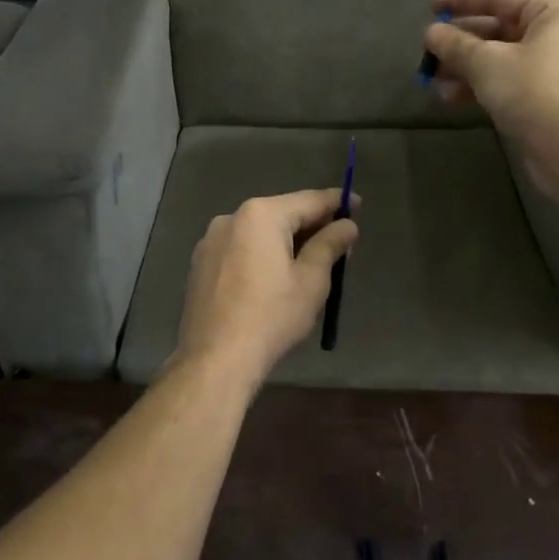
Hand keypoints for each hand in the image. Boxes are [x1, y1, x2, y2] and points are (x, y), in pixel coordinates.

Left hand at [172, 189, 359, 386]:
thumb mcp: (311, 281)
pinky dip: (261, 256)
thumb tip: (347, 225)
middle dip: (311, 226)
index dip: (337, 203)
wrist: (215, 359)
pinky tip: (273, 279)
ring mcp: (210, 242)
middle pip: (282, 214)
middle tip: (339, 243)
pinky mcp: (200, 265)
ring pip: (259, 233)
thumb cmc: (271, 316)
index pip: (308, 201)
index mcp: (260, 215)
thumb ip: (330, 245)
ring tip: (309, 264)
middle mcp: (231, 218)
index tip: (358, 205)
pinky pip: (240, 250)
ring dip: (285, 242)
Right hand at [424, 0, 558, 201]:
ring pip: (501, 58)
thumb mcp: (487, 63)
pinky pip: (508, 81)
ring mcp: (556, 68)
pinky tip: (452, 98)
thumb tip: (431, 33)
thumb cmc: (533, 92)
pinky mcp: (548, 98)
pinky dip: (481, 85)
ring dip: (465, 67)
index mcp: (555, 12)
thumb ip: (456, 45)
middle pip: (500, 28)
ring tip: (433, 81)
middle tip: (428, 51)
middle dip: (461, 42)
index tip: (431, 7)